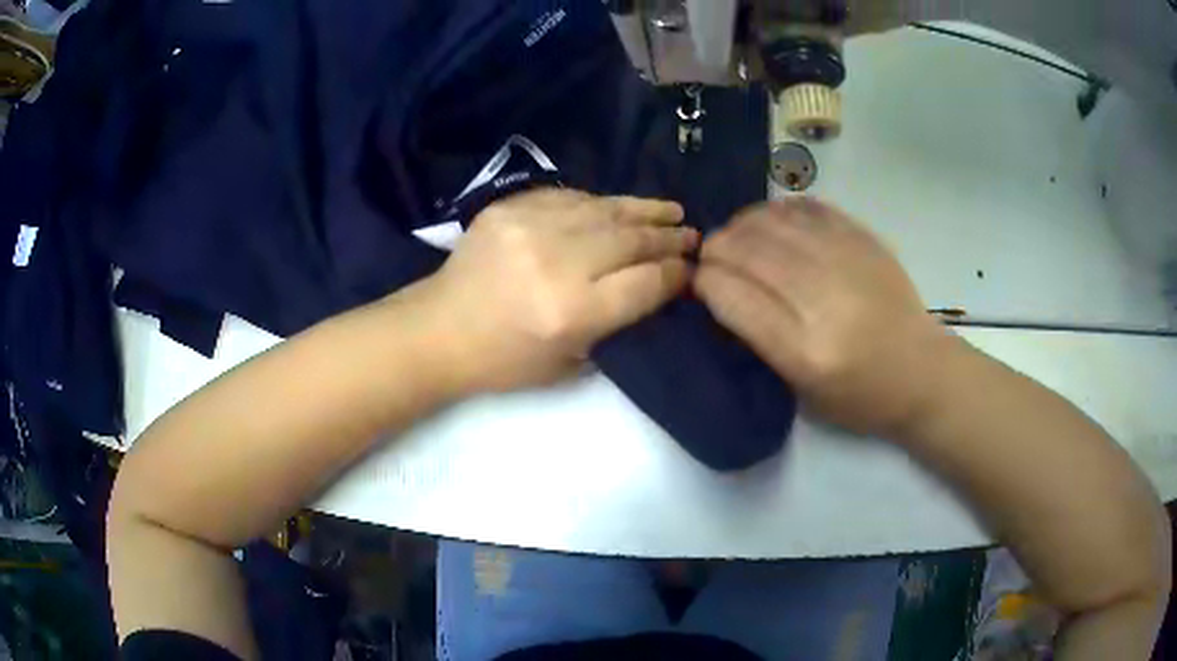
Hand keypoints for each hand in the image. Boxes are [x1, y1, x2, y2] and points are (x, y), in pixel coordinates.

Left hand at [409, 188, 698, 392]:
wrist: (439, 329)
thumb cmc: (504, 361)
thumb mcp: (569, 365)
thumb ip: (615, 324)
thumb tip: (653, 287)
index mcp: (572, 312)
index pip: (645, 283)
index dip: (675, 274)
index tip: (690, 270)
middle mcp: (557, 262)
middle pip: (630, 240)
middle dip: (667, 238)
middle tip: (691, 235)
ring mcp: (531, 227)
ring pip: (604, 210)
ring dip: (642, 210)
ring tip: (670, 211)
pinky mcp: (510, 208)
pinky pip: (569, 198)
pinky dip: (598, 203)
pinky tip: (616, 208)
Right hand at [695, 198, 958, 435]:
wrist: (921, 371)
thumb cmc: (859, 396)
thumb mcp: (801, 390)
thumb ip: (760, 338)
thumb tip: (723, 288)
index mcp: (804, 351)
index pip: (733, 297)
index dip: (705, 281)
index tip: (697, 280)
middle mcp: (823, 299)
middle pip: (748, 250)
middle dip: (717, 248)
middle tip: (710, 254)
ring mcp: (846, 260)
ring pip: (773, 221)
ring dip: (743, 224)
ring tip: (738, 236)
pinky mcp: (863, 239)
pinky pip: (806, 208)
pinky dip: (778, 211)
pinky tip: (772, 223)